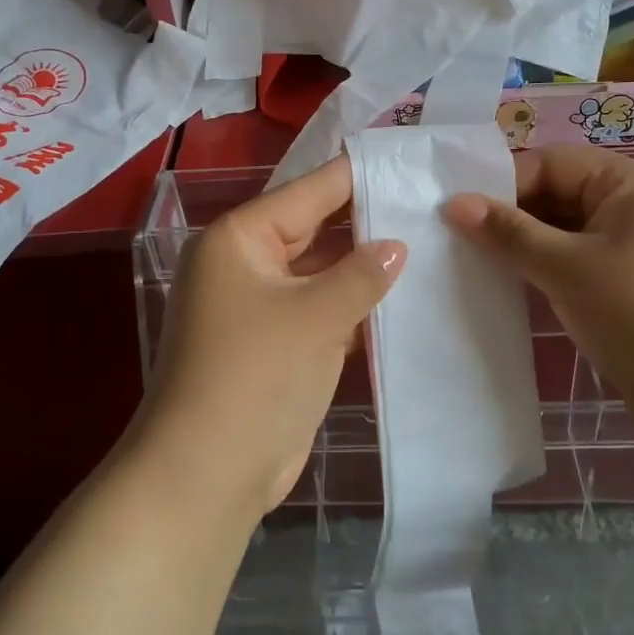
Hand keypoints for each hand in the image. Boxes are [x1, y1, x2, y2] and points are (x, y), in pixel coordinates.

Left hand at [135, 156, 405, 522]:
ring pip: (318, 273)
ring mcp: (256, 306)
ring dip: (361, 269)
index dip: (356, 177)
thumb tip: (396, 245)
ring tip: (426, 245)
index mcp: (239, 239)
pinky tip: (399, 300)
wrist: (207, 474)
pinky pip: (317, 310)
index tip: (405, 160)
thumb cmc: (256, 375)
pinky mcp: (272, 345)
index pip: (307, 192)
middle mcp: (243, 264)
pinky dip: (351, 307)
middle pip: (313, 230)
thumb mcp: (316, 316)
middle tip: (426, 206)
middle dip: (365, 223)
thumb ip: (361, 274)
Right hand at [443, 147, 633, 409]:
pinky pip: (583, 257)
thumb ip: (508, 232)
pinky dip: (550, 265)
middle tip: (460, 239)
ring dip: (528, 243)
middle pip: (560, 192)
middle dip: (513, 215)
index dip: (503, 184)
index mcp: (632, 183)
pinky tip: (517, 282)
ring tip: (480, 261)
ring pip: (568, 228)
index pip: (552, 164)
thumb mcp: (565, 268)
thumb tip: (453, 203)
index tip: (458, 214)